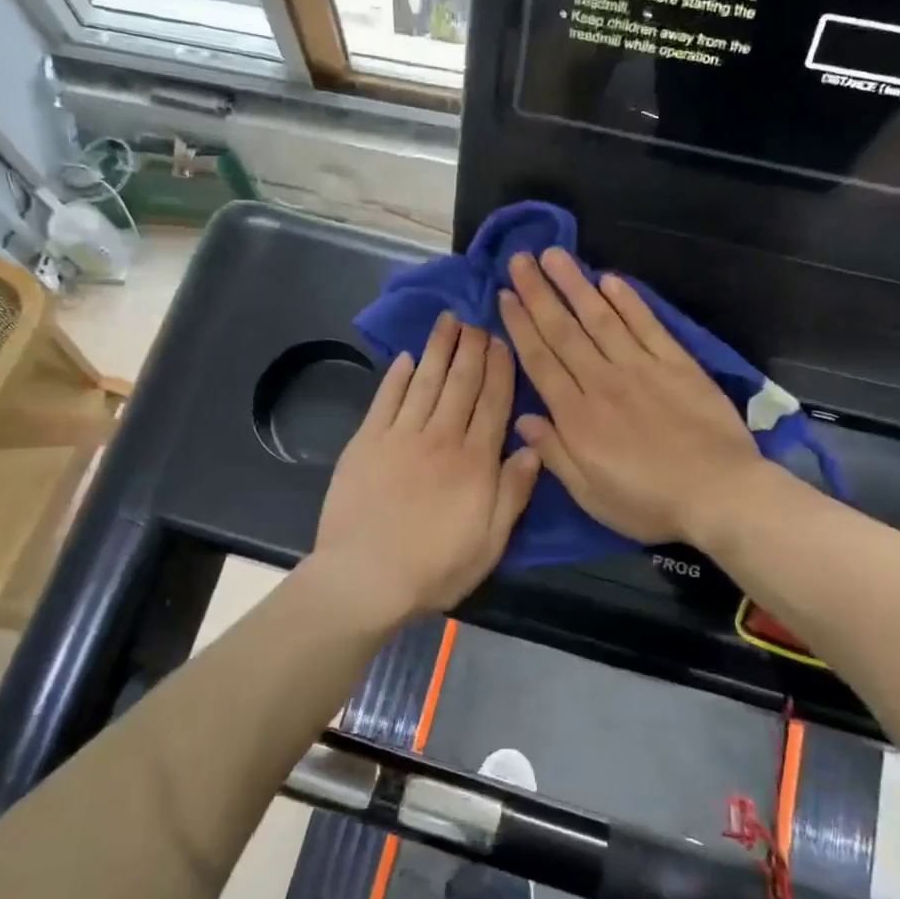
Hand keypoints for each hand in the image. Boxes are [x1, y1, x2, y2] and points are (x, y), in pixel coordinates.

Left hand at [313, 313, 539, 622]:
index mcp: (475, 461)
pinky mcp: (366, 443)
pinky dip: (397, 377)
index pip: (493, 404)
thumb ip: (513, 492)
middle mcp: (440, 438)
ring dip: (438, 350)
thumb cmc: (435, 567)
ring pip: (425, 383)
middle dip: (472, 350)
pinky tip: (407, 358)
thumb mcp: (490, 541)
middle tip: (478, 321)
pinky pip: (385, 400)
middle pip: (461, 384)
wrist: (365, 577)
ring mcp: (400, 437)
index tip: (503, 342)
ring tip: (448, 322)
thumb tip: (534, 447)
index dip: (500, 370)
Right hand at [497, 249, 763, 545]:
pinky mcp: (677, 364)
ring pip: (601, 319)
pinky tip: (610, 280)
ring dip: (575, 285)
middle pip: (564, 331)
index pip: (541, 361)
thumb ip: (555, 454)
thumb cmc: (649, 503)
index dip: (520, 326)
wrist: (720, 493)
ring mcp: (641, 369)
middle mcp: (603, 382)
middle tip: (519, 260)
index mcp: (577, 417)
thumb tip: (523, 419)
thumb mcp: (591, 495)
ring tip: (555, 256)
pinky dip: (628, 302)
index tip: (504, 296)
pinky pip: (647, 326)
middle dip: (539, 294)